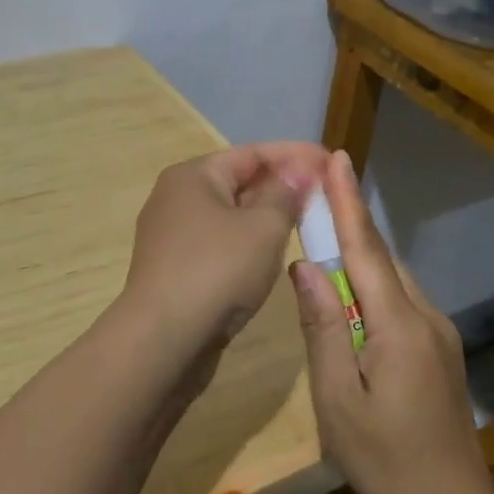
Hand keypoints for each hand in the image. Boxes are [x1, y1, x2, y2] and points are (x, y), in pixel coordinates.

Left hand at [119, 142, 327, 365]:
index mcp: (193, 175)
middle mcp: (176, 197)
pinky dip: (248, 242)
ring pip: (230, 215)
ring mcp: (171, 235)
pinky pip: (220, 243)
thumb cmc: (217, 271)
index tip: (331, 161)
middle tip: (324, 194)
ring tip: (305, 221)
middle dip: (282, 185)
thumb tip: (297, 172)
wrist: (162, 340)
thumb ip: (285, 195)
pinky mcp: (175, 268)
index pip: (253, 153)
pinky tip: (272, 254)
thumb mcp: (263, 228)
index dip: (296, 155)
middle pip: (239, 181)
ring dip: (266, 215)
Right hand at [289, 150, 493, 493]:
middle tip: (316, 193)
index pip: (366, 248)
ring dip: (360, 254)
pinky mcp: (440, 352)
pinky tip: (352, 295)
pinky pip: (401, 302)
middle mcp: (426, 317)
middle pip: (381, 258)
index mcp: (399, 324)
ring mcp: (439, 334)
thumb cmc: (384, 459)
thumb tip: (306, 266)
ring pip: (393, 280)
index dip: (348, 202)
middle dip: (350, 221)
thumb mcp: (336, 398)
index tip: (337, 159)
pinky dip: (373, 284)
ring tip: (326, 236)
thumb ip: (321, 327)